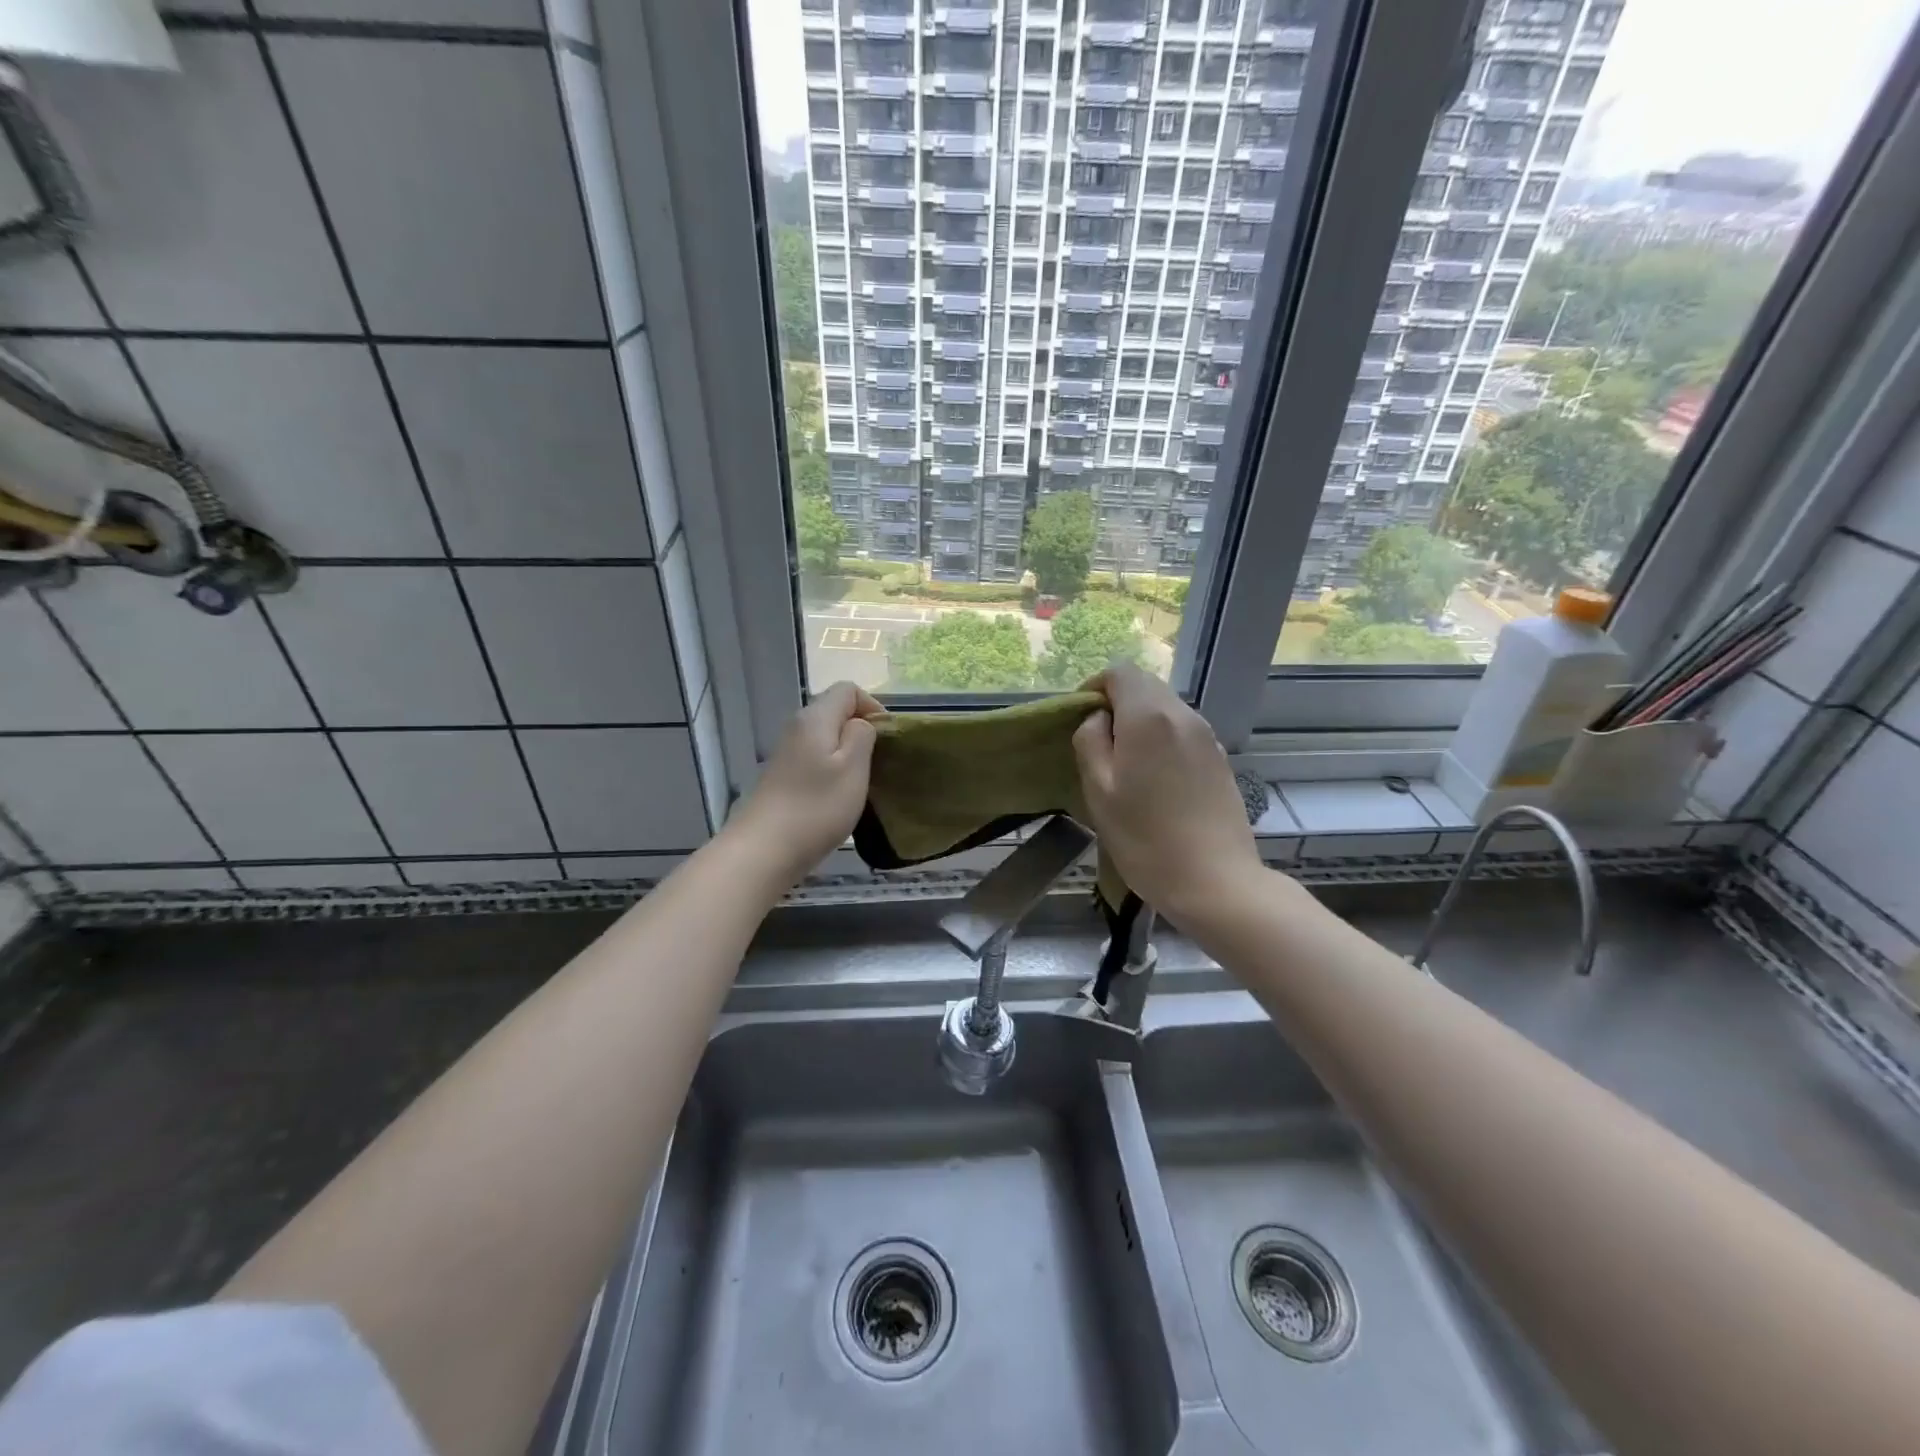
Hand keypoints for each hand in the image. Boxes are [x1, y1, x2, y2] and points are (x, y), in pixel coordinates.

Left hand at [728, 682, 884, 884]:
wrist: (764, 850)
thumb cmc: (817, 807)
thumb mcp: (853, 767)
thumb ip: (862, 735)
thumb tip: (860, 724)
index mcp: (815, 717)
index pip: (848, 690)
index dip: (873, 707)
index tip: (888, 738)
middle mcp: (797, 727)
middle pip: (835, 712)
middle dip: (862, 731)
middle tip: (879, 763)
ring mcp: (787, 753)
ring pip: (826, 738)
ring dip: (848, 754)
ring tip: (862, 782)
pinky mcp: (783, 777)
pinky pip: (815, 760)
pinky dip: (833, 771)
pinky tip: (839, 797)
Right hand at [1073, 663, 1265, 925]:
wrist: (1215, 882)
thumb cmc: (1145, 838)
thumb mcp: (1098, 790)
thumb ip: (1090, 740)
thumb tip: (1099, 719)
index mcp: (1150, 716)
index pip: (1120, 672)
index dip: (1095, 687)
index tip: (1081, 719)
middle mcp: (1184, 715)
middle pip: (1146, 688)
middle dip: (1118, 706)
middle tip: (1099, 746)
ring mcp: (1208, 738)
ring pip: (1166, 711)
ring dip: (1141, 725)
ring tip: (1126, 767)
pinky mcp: (1221, 761)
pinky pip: (1183, 734)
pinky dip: (1163, 742)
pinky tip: (1156, 783)